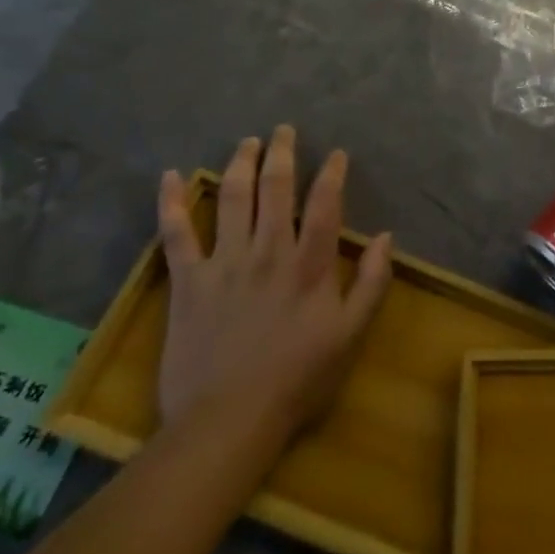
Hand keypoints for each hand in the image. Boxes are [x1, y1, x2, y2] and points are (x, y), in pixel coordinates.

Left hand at [155, 126, 392, 438]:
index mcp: (309, 264)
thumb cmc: (297, 381)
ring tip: (247, 142)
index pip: (324, 203)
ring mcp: (225, 262)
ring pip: (233, 198)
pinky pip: (177, 234)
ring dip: (241, 164)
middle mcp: (268, 250)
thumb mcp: (351, 335)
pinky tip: (169, 176)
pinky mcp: (188, 281)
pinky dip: (171, 203)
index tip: (335, 153)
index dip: (331, 172)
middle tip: (283, 130)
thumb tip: (385, 235)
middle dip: (281, 152)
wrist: (228, 423)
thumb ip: (371, 283)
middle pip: (276, 187)